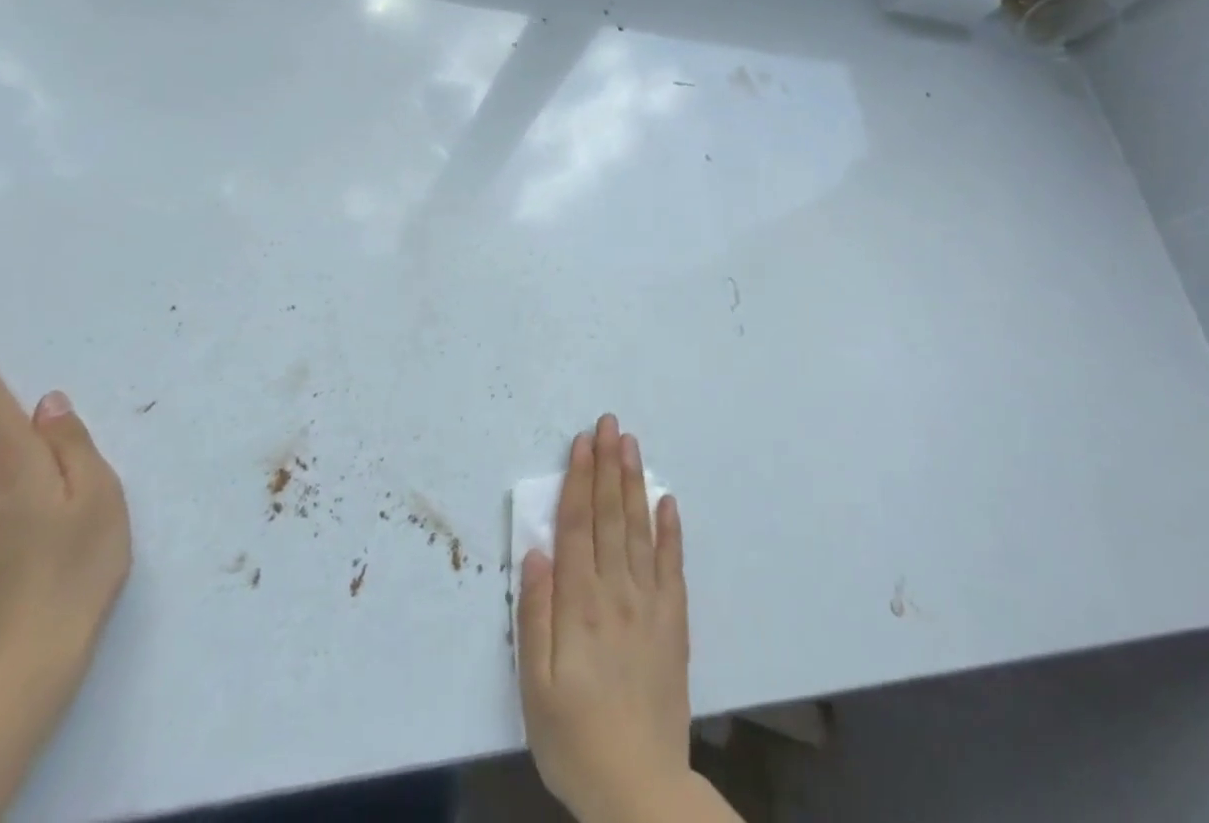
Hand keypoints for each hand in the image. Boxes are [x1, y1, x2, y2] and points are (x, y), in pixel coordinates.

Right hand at [518, 415, 693, 822]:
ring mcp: (650, 604)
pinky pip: (672, 565)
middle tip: (609, 423)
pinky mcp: (674, 622)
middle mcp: (617, 592)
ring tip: (631, 445)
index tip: (582, 441)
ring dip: (634, 483)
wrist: (641, 789)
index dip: (579, 480)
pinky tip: (668, 501)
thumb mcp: (535, 687)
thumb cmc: (574, 738)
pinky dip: (670, 530)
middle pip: (611, 516)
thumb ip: (535, 616)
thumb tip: (535, 552)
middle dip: (608, 465)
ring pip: (640, 529)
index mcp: (580, 604)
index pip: (578, 526)